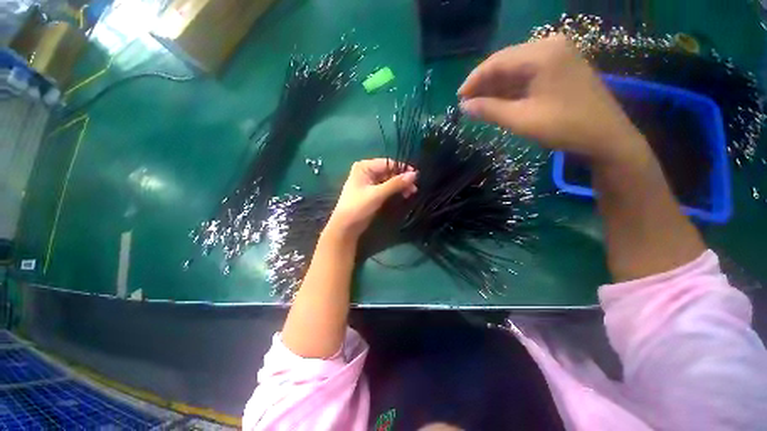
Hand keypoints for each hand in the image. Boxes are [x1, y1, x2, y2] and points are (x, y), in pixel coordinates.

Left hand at [326, 159, 417, 238]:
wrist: (346, 227)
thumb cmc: (358, 207)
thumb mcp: (377, 194)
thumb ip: (396, 183)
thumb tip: (415, 174)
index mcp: (364, 166)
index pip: (388, 163)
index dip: (402, 169)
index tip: (416, 177)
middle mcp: (367, 171)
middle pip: (389, 171)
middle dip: (402, 179)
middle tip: (414, 188)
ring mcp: (369, 182)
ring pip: (389, 180)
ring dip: (400, 186)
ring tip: (411, 193)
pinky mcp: (372, 192)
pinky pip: (386, 187)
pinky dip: (395, 191)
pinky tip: (404, 194)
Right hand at [458, 36, 648, 163]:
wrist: (606, 137)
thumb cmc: (564, 127)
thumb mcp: (521, 120)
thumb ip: (489, 110)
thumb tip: (464, 107)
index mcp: (542, 54)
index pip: (497, 61)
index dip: (474, 80)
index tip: (458, 99)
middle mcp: (550, 46)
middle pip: (506, 62)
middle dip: (484, 84)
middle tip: (467, 104)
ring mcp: (558, 55)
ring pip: (516, 68)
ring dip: (496, 87)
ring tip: (479, 105)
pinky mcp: (562, 67)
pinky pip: (528, 73)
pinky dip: (512, 88)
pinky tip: (499, 101)